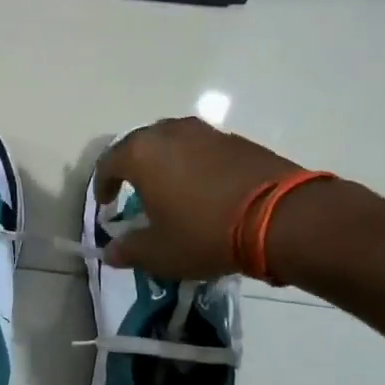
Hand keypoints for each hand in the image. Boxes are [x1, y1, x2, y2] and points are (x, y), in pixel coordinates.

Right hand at [94, 117, 304, 278]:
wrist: (283, 218)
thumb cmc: (205, 233)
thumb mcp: (160, 252)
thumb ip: (129, 250)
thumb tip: (110, 251)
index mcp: (141, 154)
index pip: (108, 163)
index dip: (102, 185)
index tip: (105, 204)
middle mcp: (168, 133)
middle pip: (139, 145)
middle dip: (132, 167)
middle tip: (133, 191)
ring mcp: (205, 133)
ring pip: (172, 142)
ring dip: (165, 162)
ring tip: (170, 187)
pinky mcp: (237, 140)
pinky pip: (202, 148)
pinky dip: (195, 164)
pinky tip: (204, 189)